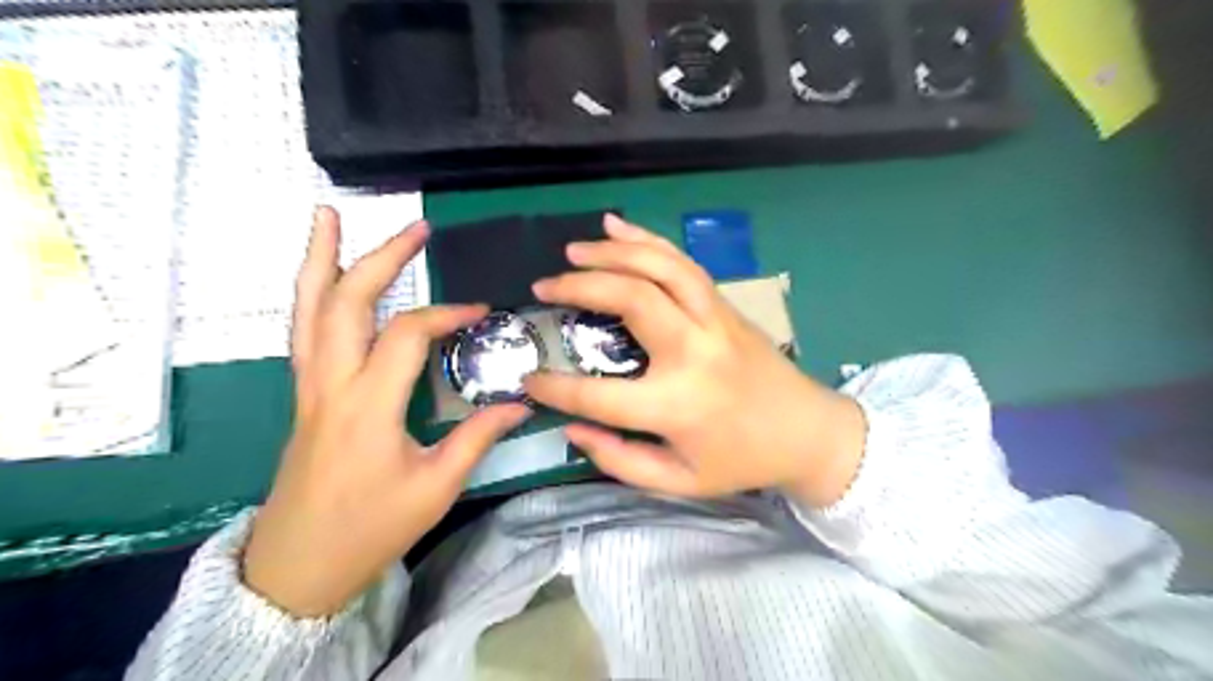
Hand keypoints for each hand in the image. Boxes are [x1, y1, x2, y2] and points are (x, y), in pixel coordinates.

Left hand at [243, 208, 530, 617]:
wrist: (298, 567)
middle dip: (379, 257)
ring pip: (307, 309)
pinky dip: (312, 293)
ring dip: (320, 259)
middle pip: (344, 302)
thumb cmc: (370, 529)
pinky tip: (322, 278)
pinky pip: (303, 330)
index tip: (482, 312)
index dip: (447, 315)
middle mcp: (331, 384)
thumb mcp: (436, 487)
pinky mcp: (304, 395)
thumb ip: (478, 437)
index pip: (407, 335)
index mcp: (368, 406)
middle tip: (415, 227)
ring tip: (327, 216)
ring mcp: (308, 387)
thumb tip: (522, 402)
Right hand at [521, 216, 861, 507]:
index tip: (529, 379)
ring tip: (574, 250)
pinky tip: (617, 227)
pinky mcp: (725, 306)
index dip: (556, 387)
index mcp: (677, 405)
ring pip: (660, 268)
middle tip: (543, 288)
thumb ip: (620, 461)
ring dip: (613, 251)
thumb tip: (572, 428)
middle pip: (631, 300)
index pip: (599, 394)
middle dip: (580, 286)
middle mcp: (694, 352)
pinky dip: (648, 240)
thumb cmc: (741, 461)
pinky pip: (683, 263)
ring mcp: (714, 320)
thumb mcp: (680, 482)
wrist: (809, 432)